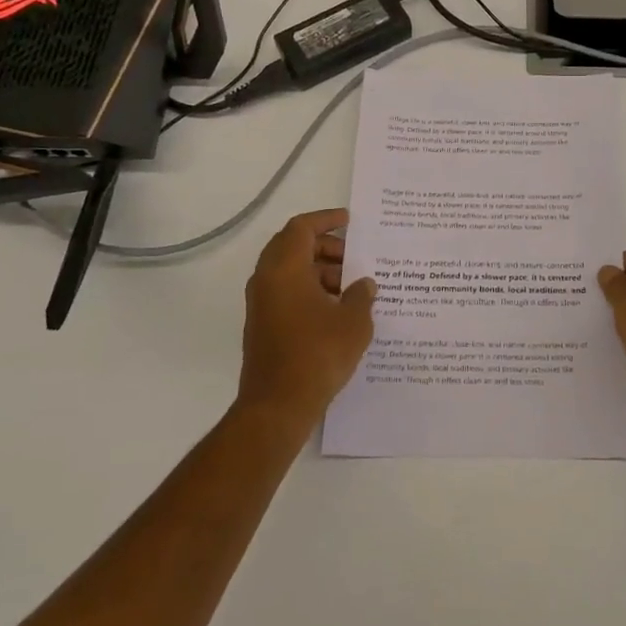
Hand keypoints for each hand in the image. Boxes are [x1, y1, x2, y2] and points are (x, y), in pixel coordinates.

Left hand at [238, 208, 376, 429]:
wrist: (277, 406)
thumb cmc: (318, 354)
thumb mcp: (354, 321)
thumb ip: (361, 295)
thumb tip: (363, 285)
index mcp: (285, 269)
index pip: (301, 228)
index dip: (326, 220)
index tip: (349, 221)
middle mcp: (267, 280)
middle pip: (293, 247)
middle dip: (325, 247)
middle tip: (354, 257)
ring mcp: (261, 304)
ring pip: (290, 271)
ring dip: (319, 271)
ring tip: (352, 287)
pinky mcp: (263, 325)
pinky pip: (287, 293)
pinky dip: (310, 290)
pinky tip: (337, 309)